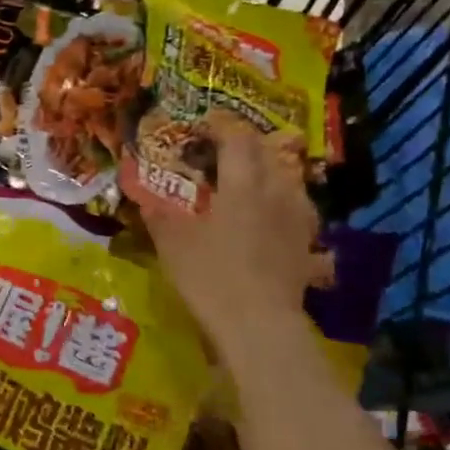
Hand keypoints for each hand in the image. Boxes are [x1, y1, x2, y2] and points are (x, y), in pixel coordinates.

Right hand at [141, 124, 325, 344]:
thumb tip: (140, 192)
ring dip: (271, 172)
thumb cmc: (211, 275)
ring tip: (252, 180)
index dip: (220, 124)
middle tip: (223, 149)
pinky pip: (301, 216)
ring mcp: (298, 221)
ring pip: (290, 181)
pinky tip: (279, 221)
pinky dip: (288, 209)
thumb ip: (156, 212)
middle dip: (246, 144)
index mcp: (242, 184)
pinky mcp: (308, 248)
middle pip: (268, 153)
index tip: (202, 124)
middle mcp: (276, 193)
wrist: (258, 325)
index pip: (237, 137)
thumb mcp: (171, 242)